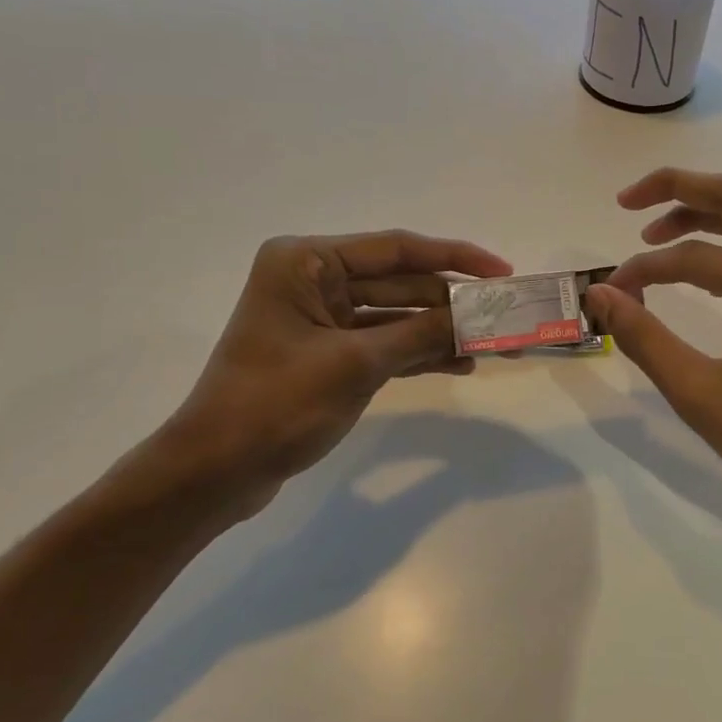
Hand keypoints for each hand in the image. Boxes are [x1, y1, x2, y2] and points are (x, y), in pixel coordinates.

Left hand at [159, 230, 510, 514]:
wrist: (215, 472)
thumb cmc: (275, 404)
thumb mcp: (356, 365)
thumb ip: (421, 335)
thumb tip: (479, 319)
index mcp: (307, 262)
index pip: (396, 249)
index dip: (455, 258)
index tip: (501, 271)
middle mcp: (315, 280)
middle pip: (400, 282)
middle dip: (452, 303)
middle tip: (506, 315)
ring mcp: (323, 319)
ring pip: (397, 315)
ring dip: (441, 330)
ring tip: (495, 345)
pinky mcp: (330, 353)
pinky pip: (385, 343)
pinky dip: (419, 352)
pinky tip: (460, 363)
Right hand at [583, 168, 721, 541]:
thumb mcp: (704, 397)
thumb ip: (645, 339)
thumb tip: (601, 295)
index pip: (695, 257)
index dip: (644, 270)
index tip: (612, 296)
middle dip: (677, 189)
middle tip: (626, 200)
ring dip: (706, 216)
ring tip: (656, 233)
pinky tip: (708, 269)